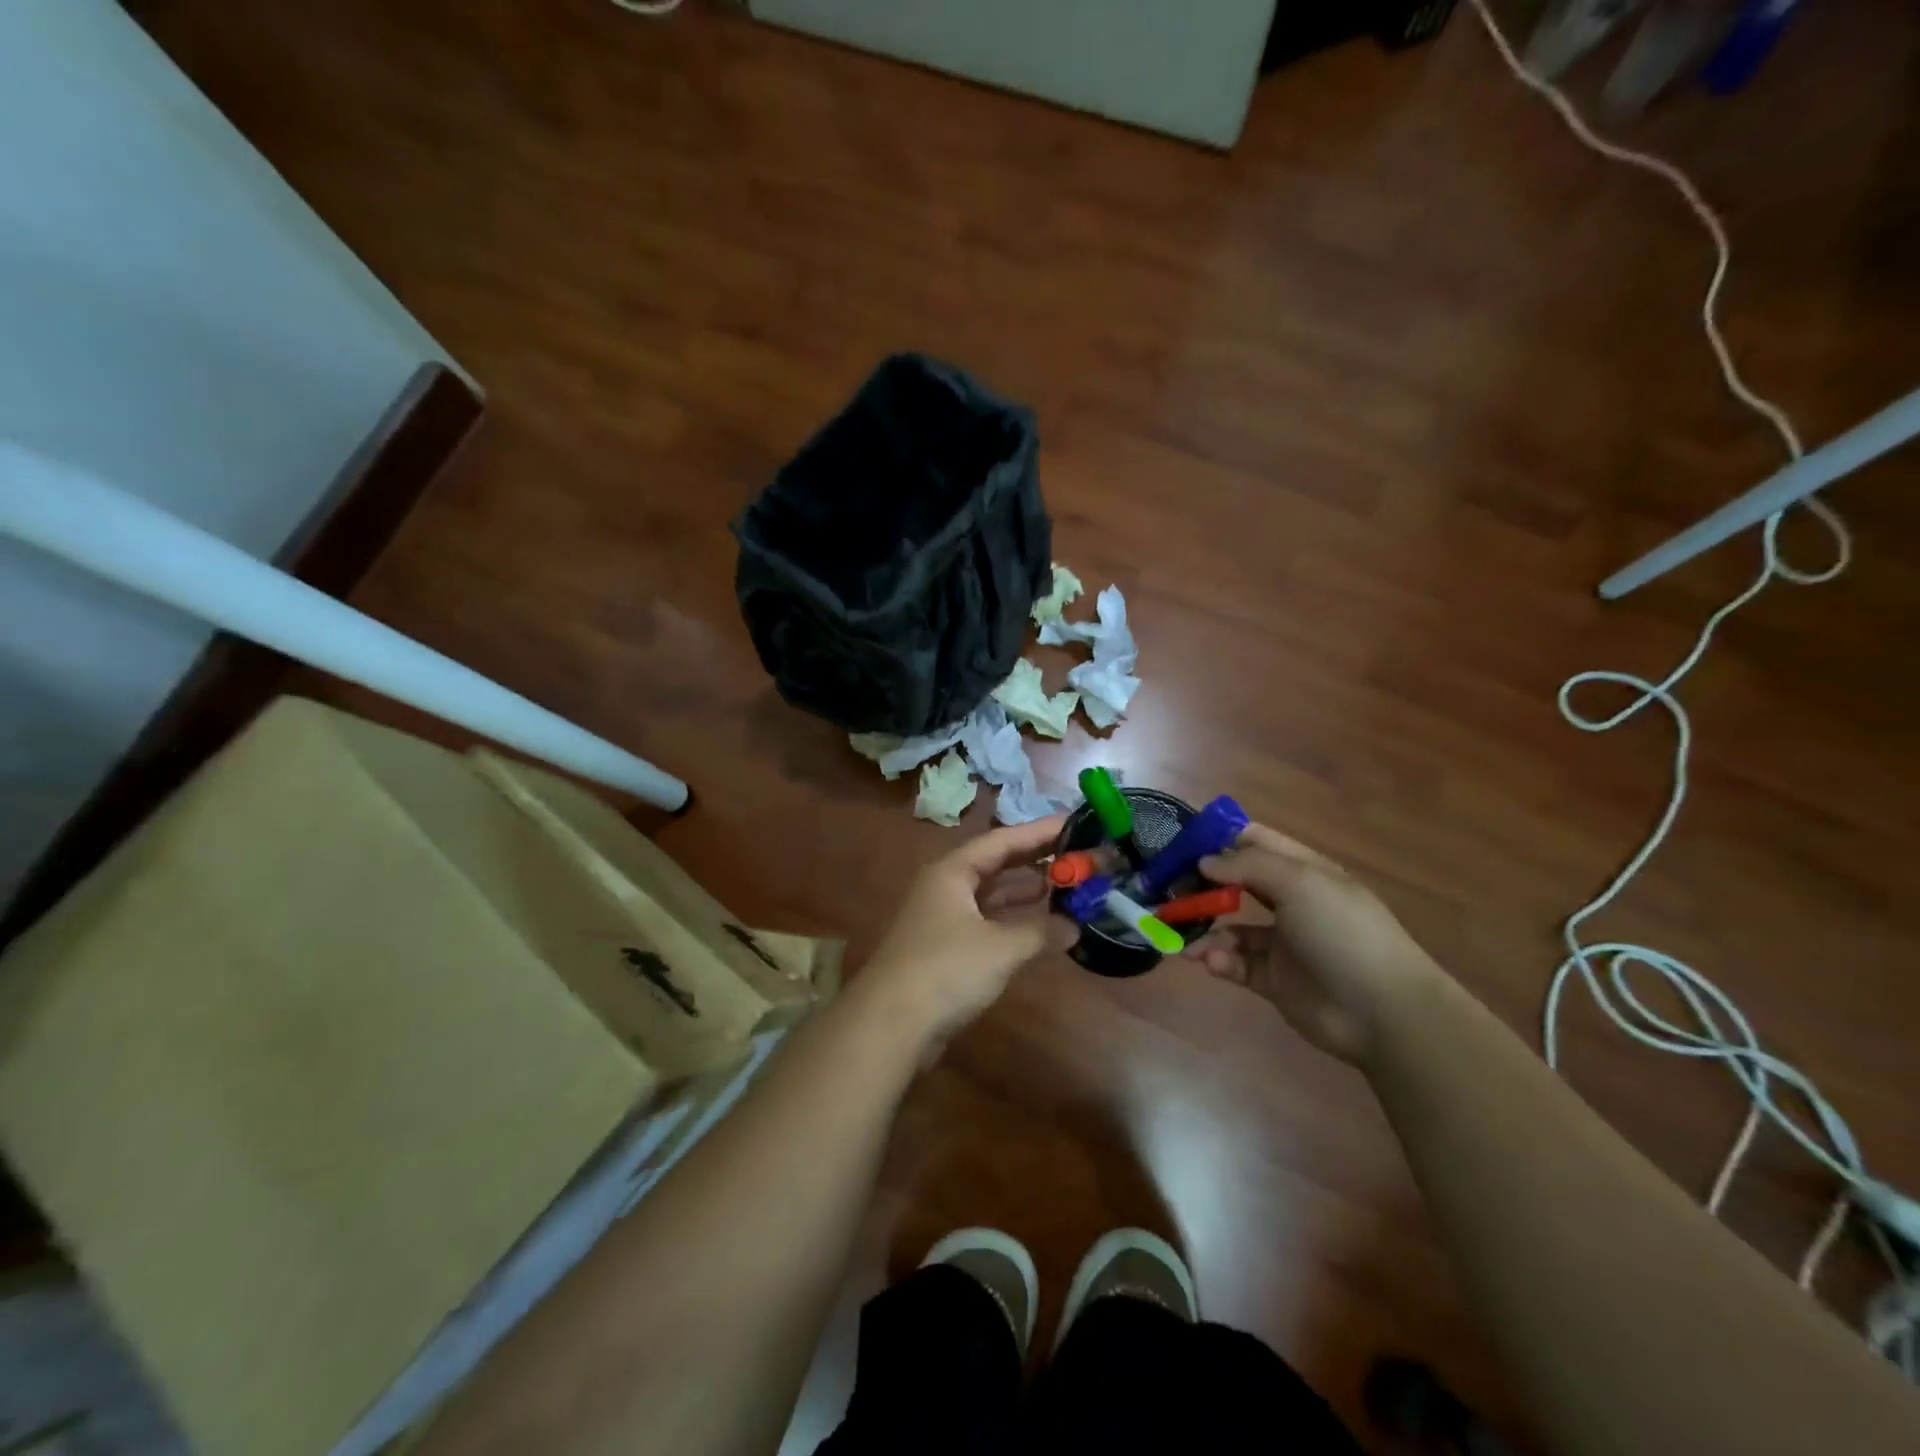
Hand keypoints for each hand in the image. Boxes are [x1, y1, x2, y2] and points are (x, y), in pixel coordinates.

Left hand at [860, 816, 1074, 1043]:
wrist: (891, 1024)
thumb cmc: (946, 970)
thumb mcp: (1000, 948)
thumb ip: (1040, 931)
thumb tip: (1075, 926)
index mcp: (952, 872)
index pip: (1002, 840)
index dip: (1039, 832)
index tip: (1075, 823)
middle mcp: (946, 887)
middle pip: (996, 864)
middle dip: (1035, 860)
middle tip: (1077, 855)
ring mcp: (944, 919)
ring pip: (992, 895)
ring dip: (1025, 892)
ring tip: (1066, 887)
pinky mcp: (946, 949)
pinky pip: (987, 922)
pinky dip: (1013, 921)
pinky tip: (1041, 927)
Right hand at [1184, 823, 1438, 1062]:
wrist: (1383, 1011)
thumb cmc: (1342, 932)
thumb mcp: (1299, 882)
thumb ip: (1247, 866)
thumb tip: (1205, 861)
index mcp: (1303, 872)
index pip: (1256, 842)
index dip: (1220, 839)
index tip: (1182, 843)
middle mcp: (1291, 903)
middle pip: (1236, 884)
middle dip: (1202, 885)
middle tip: (1168, 890)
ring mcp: (1282, 943)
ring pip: (1230, 927)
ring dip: (1205, 929)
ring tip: (1183, 939)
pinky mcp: (1273, 980)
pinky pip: (1236, 963)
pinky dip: (1219, 960)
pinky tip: (1211, 962)